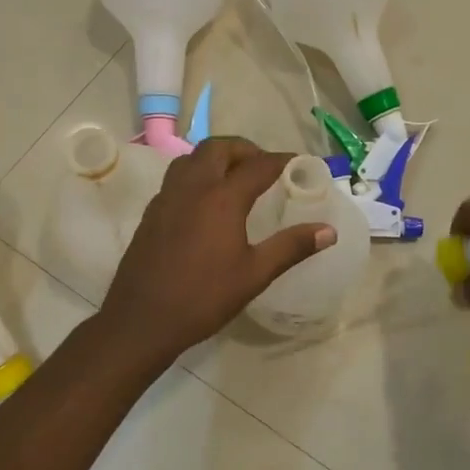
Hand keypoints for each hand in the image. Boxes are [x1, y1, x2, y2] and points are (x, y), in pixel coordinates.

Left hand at [98, 137, 332, 360]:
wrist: (141, 320)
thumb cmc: (203, 297)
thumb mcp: (255, 274)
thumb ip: (291, 247)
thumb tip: (328, 231)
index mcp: (221, 198)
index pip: (258, 165)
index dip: (283, 160)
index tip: (301, 164)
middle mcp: (192, 188)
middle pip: (219, 149)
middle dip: (245, 150)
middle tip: (264, 168)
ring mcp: (167, 198)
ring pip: (192, 158)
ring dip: (217, 158)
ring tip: (235, 180)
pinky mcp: (151, 213)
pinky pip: (176, 178)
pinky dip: (197, 176)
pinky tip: (206, 204)